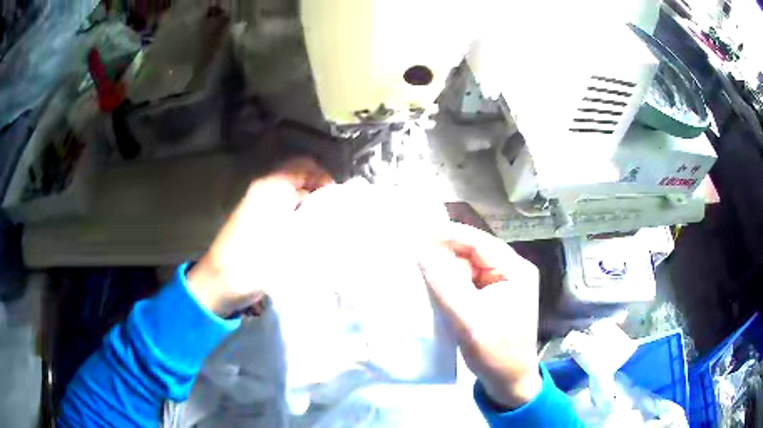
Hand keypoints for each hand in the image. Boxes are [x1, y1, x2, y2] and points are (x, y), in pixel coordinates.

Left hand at [187, 157, 333, 316]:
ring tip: (327, 228)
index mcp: (272, 187)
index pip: (304, 165)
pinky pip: (283, 211)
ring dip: (310, 208)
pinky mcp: (255, 222)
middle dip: (320, 194)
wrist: (221, 281)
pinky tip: (307, 238)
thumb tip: (340, 219)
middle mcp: (264, 190)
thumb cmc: (255, 261)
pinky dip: (298, 219)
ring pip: (291, 197)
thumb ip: (319, 226)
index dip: (325, 177)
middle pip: (299, 180)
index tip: (339, 199)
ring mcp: (258, 206)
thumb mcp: (292, 243)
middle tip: (337, 215)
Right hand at [419, 222, 541, 409]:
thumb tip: (422, 251)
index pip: (478, 241)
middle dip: (445, 253)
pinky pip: (468, 281)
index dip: (447, 236)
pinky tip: (434, 286)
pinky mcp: (494, 296)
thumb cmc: (495, 352)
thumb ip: (445, 284)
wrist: (509, 381)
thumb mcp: (468, 319)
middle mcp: (512, 270)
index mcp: (515, 270)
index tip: (416, 238)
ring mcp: (504, 283)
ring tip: (420, 269)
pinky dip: (451, 282)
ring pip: (469, 266)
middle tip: (414, 256)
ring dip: (446, 268)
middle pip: (473, 251)